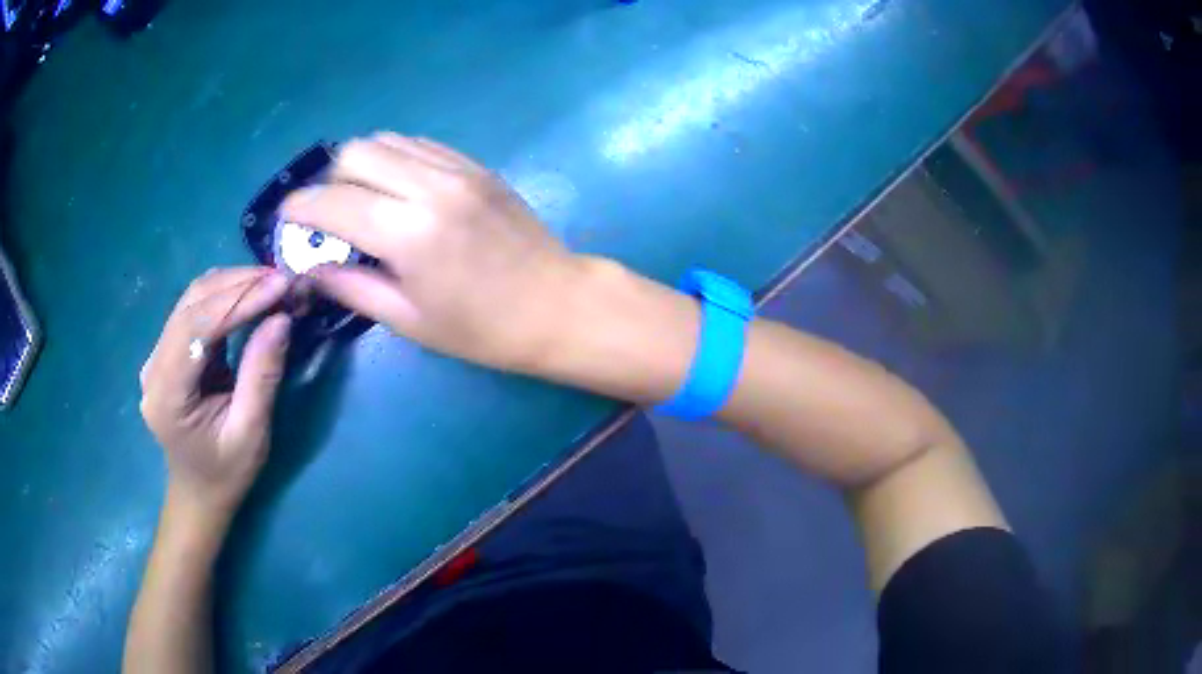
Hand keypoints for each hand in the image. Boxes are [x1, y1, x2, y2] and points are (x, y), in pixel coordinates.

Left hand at [139, 267, 292, 522]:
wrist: (198, 493)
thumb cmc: (225, 474)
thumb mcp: (250, 434)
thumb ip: (261, 376)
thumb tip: (282, 319)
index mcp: (167, 395)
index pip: (196, 327)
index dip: (237, 300)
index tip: (280, 285)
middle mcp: (154, 367)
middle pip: (192, 304)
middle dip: (238, 284)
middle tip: (283, 280)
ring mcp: (157, 355)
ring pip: (193, 299)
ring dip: (233, 285)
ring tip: (272, 284)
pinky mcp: (168, 351)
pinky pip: (195, 310)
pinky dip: (225, 297)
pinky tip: (251, 296)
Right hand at [280, 133, 583, 371]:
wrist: (557, 305)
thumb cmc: (482, 329)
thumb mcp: (408, 319)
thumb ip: (351, 286)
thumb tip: (309, 266)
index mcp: (407, 232)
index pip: (331, 202)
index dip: (299, 209)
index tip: (286, 220)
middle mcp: (428, 185)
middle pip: (354, 153)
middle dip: (328, 181)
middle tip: (328, 216)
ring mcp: (457, 168)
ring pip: (386, 140)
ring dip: (360, 166)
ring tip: (362, 201)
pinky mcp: (475, 164)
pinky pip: (419, 144)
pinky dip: (395, 159)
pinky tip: (397, 189)